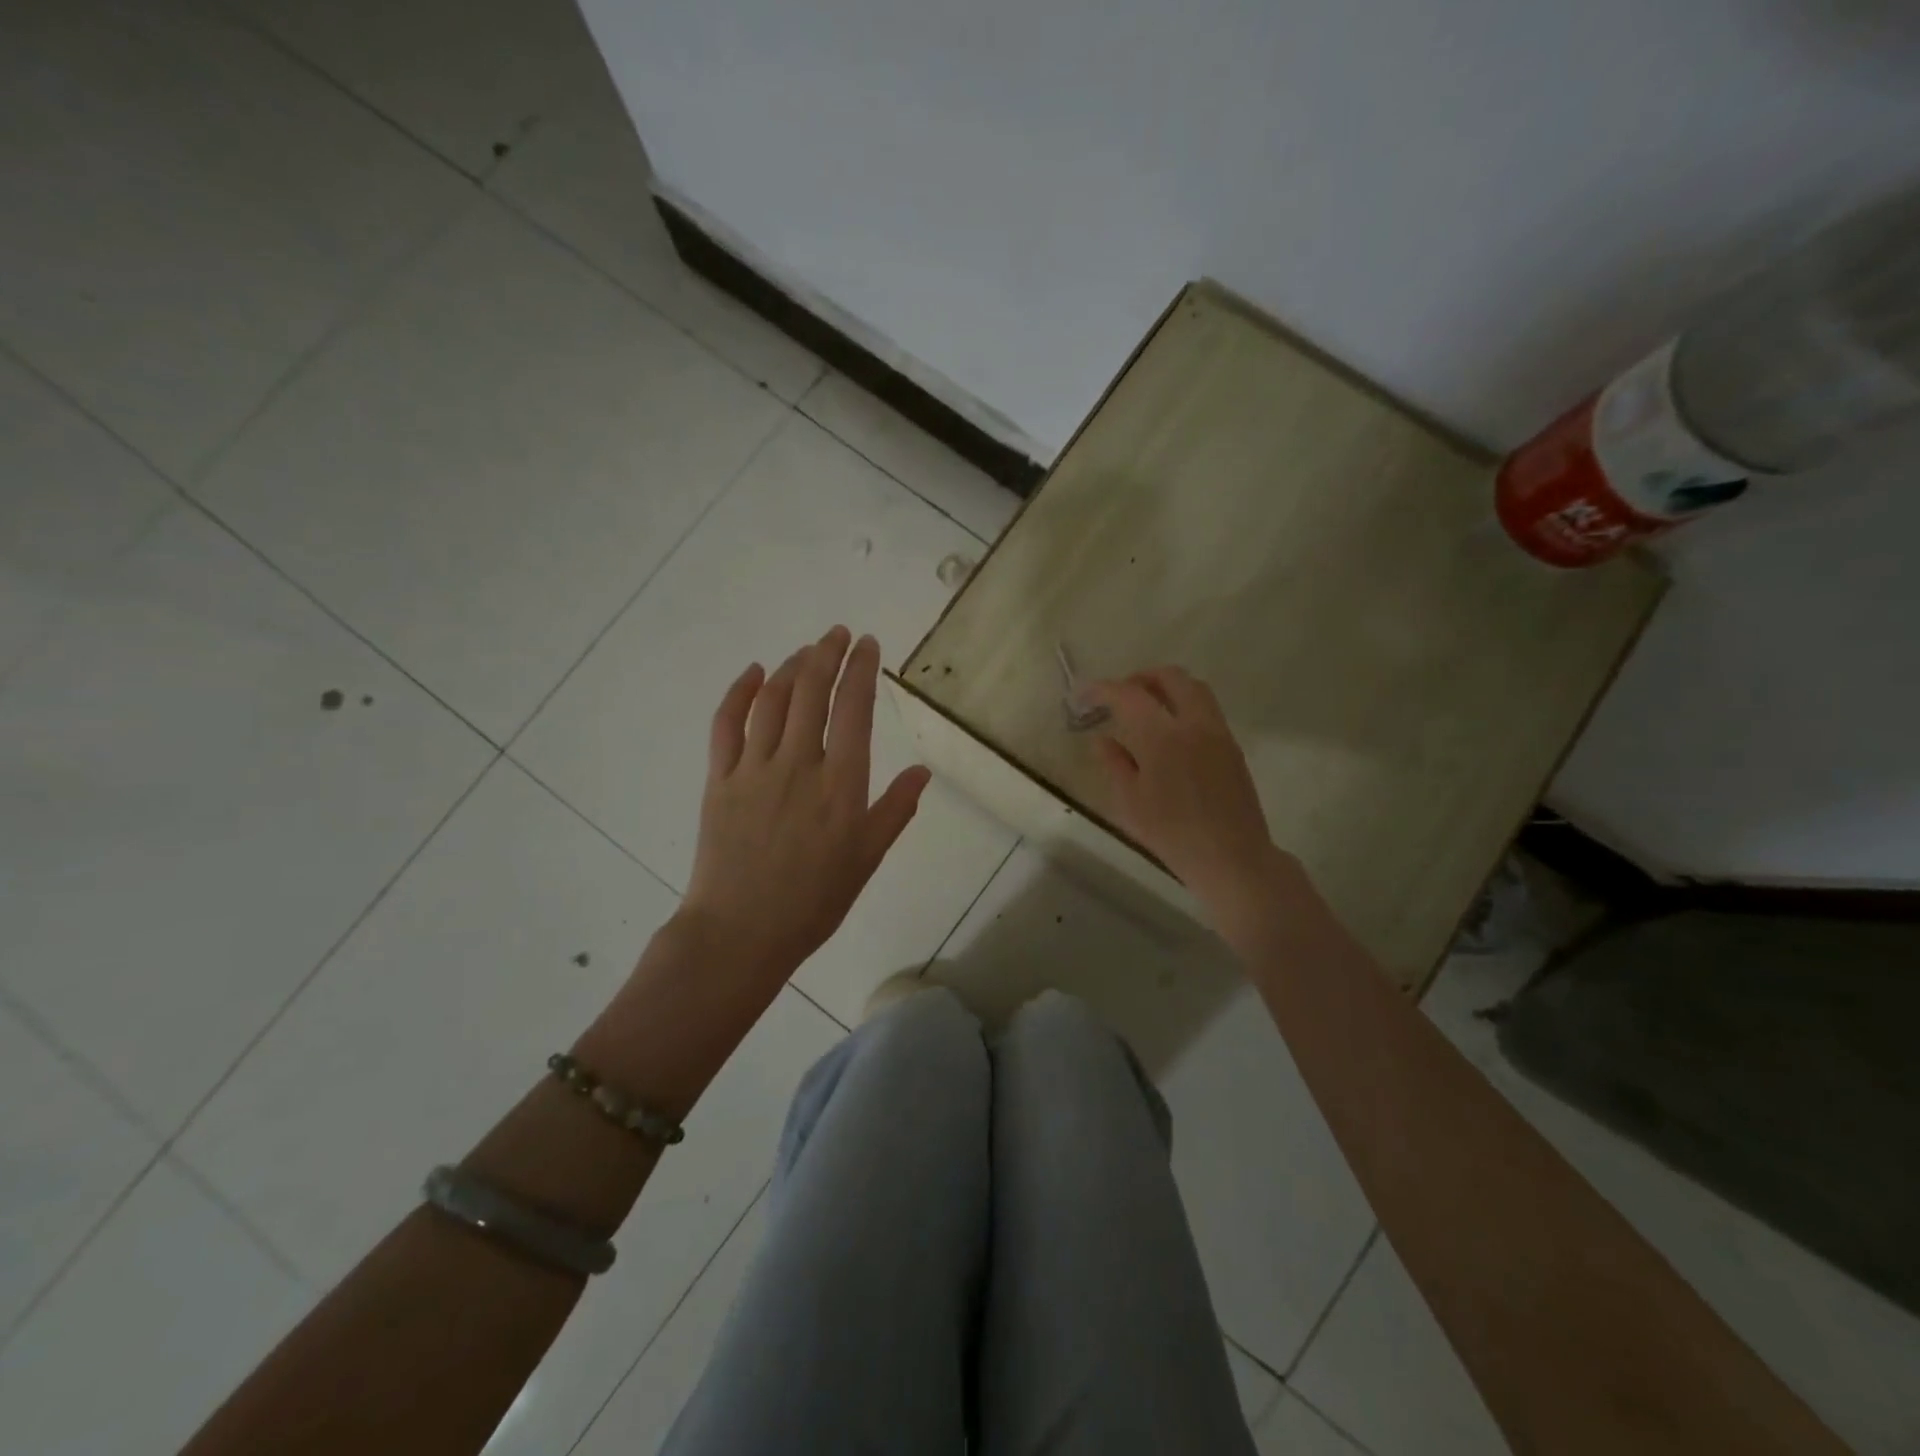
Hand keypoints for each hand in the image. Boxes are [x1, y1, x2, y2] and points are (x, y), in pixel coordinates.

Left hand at [680, 627, 930, 985]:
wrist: (740, 933)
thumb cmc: (813, 902)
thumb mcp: (867, 859)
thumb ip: (896, 810)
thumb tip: (923, 770)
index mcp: (841, 784)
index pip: (855, 708)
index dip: (861, 668)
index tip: (867, 643)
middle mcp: (799, 764)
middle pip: (813, 690)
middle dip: (827, 653)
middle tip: (838, 633)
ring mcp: (754, 768)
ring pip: (773, 699)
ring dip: (791, 666)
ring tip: (806, 651)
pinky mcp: (719, 779)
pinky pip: (726, 723)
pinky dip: (739, 692)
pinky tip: (753, 673)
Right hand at [1084, 667, 1295, 938]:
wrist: (1231, 858)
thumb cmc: (1172, 834)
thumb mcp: (1129, 802)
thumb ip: (1114, 763)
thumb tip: (1102, 738)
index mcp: (1163, 737)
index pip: (1129, 695)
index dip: (1102, 689)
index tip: (1083, 694)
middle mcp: (1194, 724)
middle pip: (1170, 677)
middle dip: (1140, 678)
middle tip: (1118, 695)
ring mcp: (1218, 733)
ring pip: (1194, 688)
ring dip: (1166, 687)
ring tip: (1145, 708)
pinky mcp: (1232, 746)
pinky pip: (1206, 709)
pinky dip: (1183, 705)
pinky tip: (1169, 732)